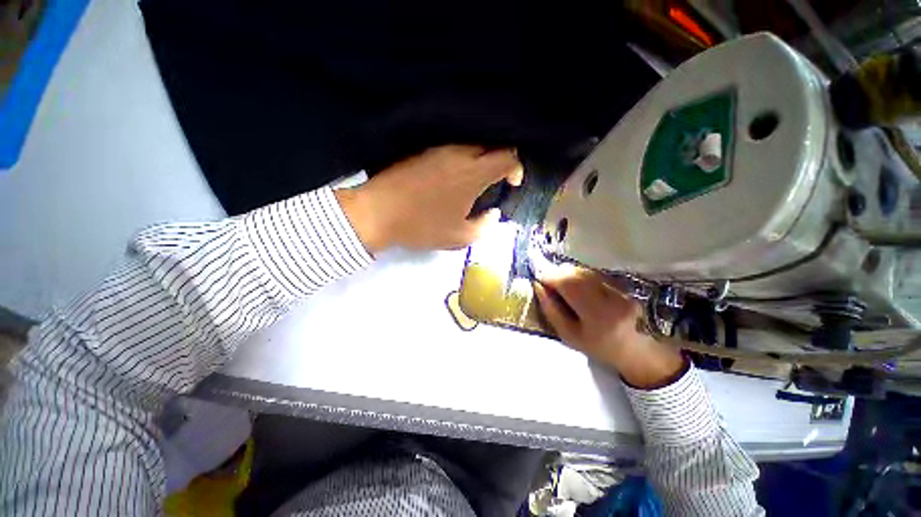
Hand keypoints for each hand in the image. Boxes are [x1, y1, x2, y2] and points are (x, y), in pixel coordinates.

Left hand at [335, 145, 522, 253]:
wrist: (378, 213)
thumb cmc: (422, 226)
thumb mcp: (459, 237)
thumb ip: (484, 226)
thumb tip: (492, 214)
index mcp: (473, 173)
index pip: (507, 157)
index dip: (516, 169)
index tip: (512, 183)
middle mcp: (460, 153)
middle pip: (492, 143)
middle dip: (501, 159)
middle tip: (497, 178)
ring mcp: (439, 148)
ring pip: (471, 143)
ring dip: (481, 157)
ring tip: (477, 176)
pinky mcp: (423, 149)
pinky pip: (452, 146)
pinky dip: (462, 156)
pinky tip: (455, 172)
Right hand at [533, 264, 686, 388]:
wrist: (640, 351)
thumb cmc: (600, 347)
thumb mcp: (569, 335)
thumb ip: (551, 310)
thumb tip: (538, 286)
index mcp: (597, 314)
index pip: (567, 283)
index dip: (548, 275)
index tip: (536, 277)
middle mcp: (611, 296)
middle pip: (576, 272)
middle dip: (556, 272)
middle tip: (545, 279)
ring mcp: (620, 288)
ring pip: (585, 270)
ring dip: (567, 272)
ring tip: (559, 282)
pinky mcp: (624, 283)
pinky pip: (594, 272)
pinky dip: (580, 275)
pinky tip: (576, 284)